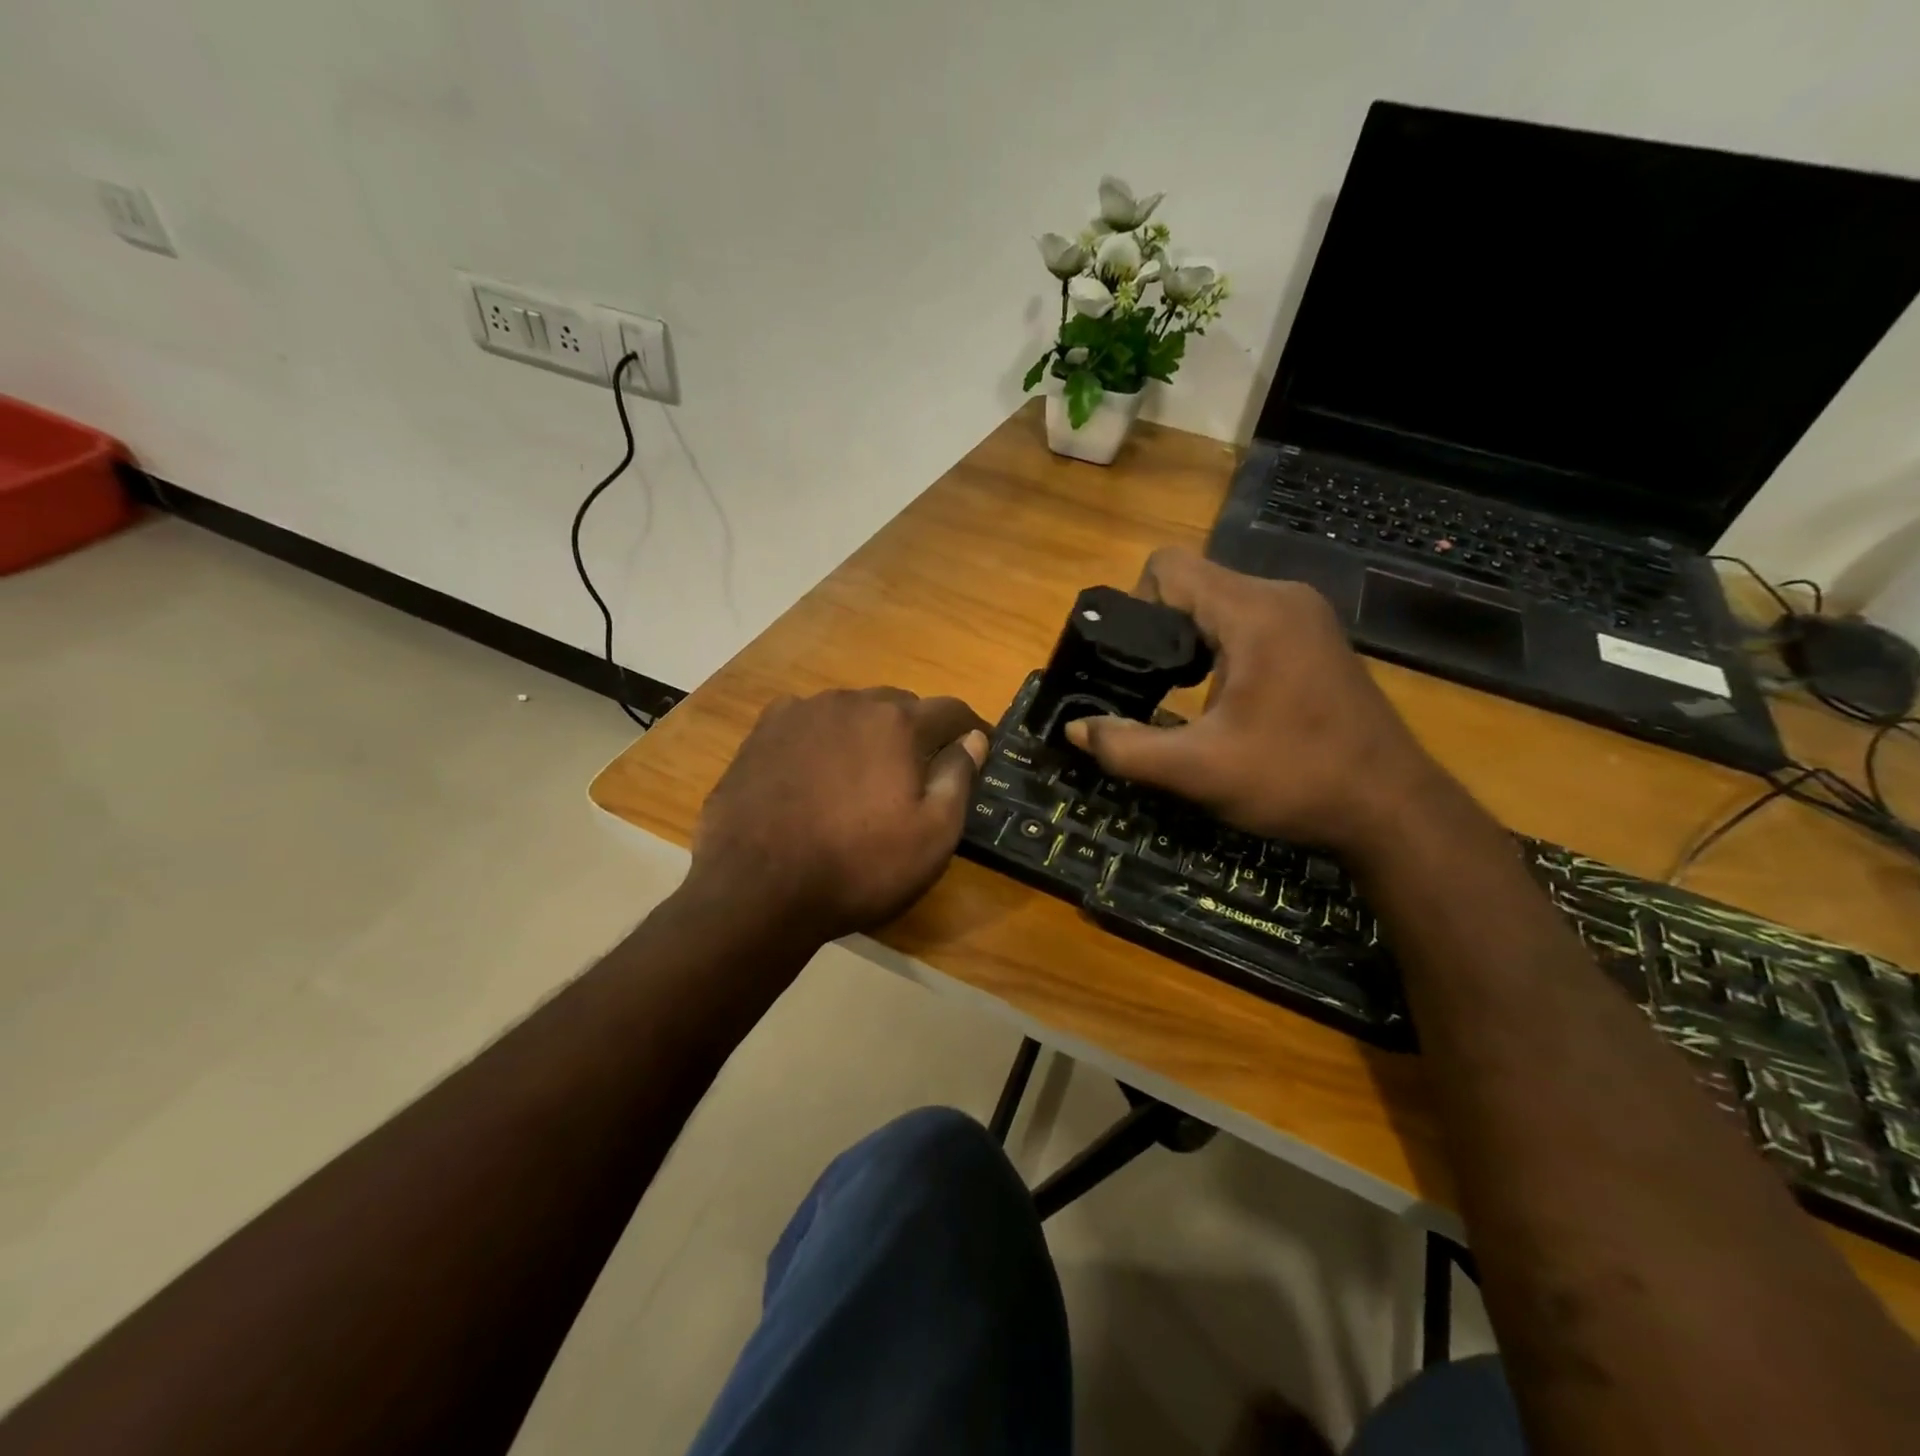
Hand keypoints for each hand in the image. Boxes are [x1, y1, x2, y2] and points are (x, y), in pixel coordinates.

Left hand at [689, 688, 989, 942]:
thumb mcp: (932, 836)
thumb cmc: (858, 867)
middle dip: (916, 730)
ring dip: (866, 733)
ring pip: (850, 712)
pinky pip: (806, 723)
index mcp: (897, 723)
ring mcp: (799, 714)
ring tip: (862, 773)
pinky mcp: (761, 734)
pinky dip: (822, 739)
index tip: (978, 746)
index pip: (949, 710)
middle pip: (898, 705)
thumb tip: (974, 739)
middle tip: (917, 770)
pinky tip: (814, 771)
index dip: (970, 729)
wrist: (757, 890)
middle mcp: (849, 703)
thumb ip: (958, 777)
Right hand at [1064, 548, 1450, 856]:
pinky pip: (1248, 621)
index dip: (1134, 606)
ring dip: (1190, 641)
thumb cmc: (1295, 780)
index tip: (1130, 661)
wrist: (1392, 808)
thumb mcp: (1198, 771)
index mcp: (1253, 612)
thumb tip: (1075, 728)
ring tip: (1179, 695)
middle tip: (1147, 687)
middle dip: (1159, 629)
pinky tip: (1222, 697)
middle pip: (1193, 583)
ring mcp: (1305, 616)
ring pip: (1220, 603)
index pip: (1168, 567)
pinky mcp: (1315, 638)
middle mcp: (1281, 597)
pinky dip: (1221, 648)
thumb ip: (1126, 747)